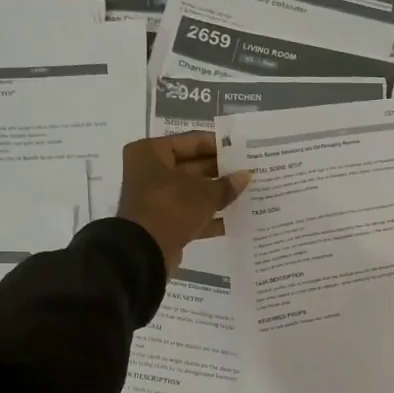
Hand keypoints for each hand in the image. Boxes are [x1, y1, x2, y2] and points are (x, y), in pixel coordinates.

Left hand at [116, 132, 249, 272]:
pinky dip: (210, 216)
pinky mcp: (164, 221)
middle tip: (249, 172)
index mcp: (152, 152)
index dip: (219, 146)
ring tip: (247, 193)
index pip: (192, 141)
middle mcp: (150, 171)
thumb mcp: (203, 193)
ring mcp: (156, 198)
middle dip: (220, 172)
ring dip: (217, 194)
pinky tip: (236, 219)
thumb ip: (226, 185)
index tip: (242, 150)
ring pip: (193, 191)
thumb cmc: (170, 207)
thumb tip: (246, 176)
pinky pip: (191, 213)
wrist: (144, 250)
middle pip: (192, 166)